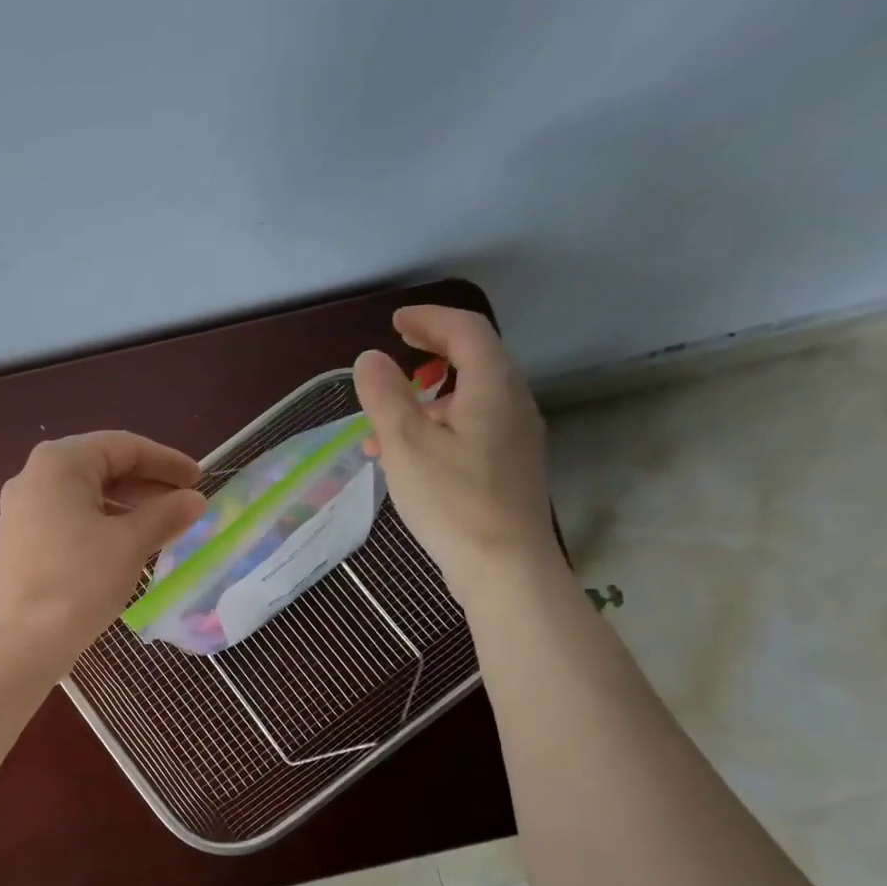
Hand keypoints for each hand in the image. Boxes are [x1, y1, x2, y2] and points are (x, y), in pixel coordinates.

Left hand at [0, 431, 206, 667]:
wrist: (20, 641)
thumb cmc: (80, 580)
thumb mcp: (130, 544)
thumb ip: (165, 514)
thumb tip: (193, 500)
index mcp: (60, 463)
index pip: (124, 447)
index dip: (166, 461)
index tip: (199, 480)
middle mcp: (34, 477)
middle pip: (102, 468)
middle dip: (147, 485)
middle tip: (184, 504)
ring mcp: (22, 511)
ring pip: (86, 497)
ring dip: (127, 508)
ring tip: (162, 529)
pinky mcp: (20, 543)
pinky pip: (69, 520)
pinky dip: (102, 526)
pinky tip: (127, 549)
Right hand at [353, 305, 558, 601]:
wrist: (505, 567)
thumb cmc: (452, 500)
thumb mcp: (406, 444)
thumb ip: (385, 396)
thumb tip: (369, 359)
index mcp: (492, 387)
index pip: (466, 330)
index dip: (429, 319)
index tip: (396, 322)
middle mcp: (513, 403)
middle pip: (475, 360)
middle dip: (431, 355)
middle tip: (396, 358)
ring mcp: (517, 437)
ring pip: (471, 399)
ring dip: (429, 399)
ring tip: (386, 425)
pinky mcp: (511, 467)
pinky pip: (474, 428)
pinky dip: (440, 427)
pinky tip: (411, 459)